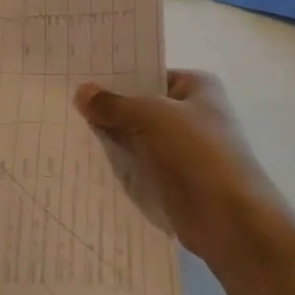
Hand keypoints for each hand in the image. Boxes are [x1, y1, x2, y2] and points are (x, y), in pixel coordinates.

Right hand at [75, 70, 294, 279]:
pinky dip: (116, 164)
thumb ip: (113, 104)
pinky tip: (82, 158)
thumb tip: (82, 91)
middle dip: (107, 107)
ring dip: (108, 137)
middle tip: (64, 101)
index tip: (78, 75)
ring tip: (65, 128)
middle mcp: (192, 114)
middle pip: (139, 105)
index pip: (148, 73)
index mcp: (197, 88)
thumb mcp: (150, 116)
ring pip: (135, 136)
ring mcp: (182, 149)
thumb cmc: (197, 153)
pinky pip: (136, 164)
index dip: (115, 75)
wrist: (231, 221)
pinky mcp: (172, 179)